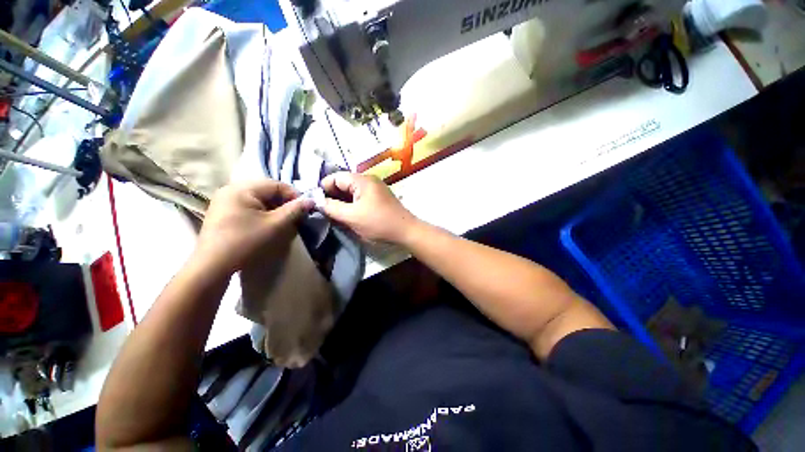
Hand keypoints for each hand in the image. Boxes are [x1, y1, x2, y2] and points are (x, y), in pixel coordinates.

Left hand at [193, 180, 312, 274]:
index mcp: (242, 188)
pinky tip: (265, 224)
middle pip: (267, 190)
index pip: (276, 184)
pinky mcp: (222, 211)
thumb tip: (311, 201)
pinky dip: (261, 212)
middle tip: (293, 217)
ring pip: (258, 198)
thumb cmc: (246, 242)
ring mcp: (224, 200)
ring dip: (273, 208)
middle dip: (283, 202)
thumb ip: (295, 210)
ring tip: (280, 222)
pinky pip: (248, 205)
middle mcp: (231, 189)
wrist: (213, 265)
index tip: (303, 210)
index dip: (294, 196)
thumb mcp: (276, 225)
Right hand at [320, 172, 418, 243]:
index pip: (336, 177)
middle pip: (344, 183)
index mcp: (362, 180)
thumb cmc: (379, 223)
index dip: (323, 188)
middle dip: (332, 196)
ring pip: (352, 192)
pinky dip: (352, 205)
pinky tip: (347, 215)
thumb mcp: (351, 217)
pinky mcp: (379, 199)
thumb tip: (317, 201)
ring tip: (333, 215)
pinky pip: (360, 198)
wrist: (406, 231)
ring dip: (342, 202)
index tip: (315, 202)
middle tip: (323, 210)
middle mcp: (369, 181)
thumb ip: (332, 207)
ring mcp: (375, 190)